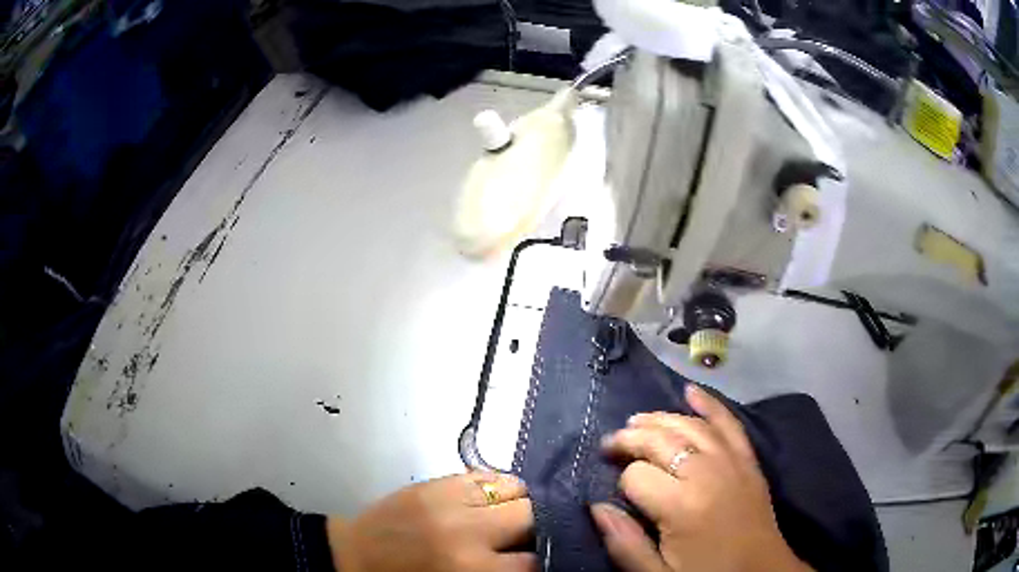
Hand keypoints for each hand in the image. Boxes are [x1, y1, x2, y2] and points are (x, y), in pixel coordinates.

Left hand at [327, 472, 536, 571]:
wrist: (355, 558)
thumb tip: (532, 558)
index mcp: (472, 569)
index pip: (533, 559)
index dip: (541, 559)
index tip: (538, 558)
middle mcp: (468, 531)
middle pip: (532, 516)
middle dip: (538, 528)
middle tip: (528, 537)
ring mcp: (451, 499)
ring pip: (516, 488)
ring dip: (521, 503)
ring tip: (511, 516)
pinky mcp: (436, 481)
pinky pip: (487, 474)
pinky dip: (498, 486)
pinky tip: (490, 500)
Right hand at [591, 384, 811, 571]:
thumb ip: (624, 544)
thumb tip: (596, 507)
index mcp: (681, 506)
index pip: (636, 476)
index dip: (621, 480)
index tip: (616, 492)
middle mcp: (706, 473)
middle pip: (660, 440)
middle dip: (630, 438)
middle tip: (610, 444)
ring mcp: (731, 461)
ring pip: (689, 425)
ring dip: (660, 419)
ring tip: (637, 421)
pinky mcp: (748, 459)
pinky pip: (728, 423)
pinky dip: (709, 404)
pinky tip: (690, 391)